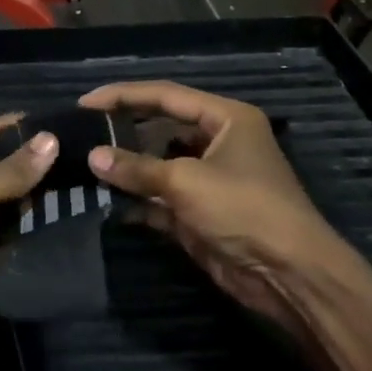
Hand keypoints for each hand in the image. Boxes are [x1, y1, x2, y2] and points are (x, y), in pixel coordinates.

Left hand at [0, 114, 57, 370]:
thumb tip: (51, 140)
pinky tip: (55, 210)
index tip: (46, 120)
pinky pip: (3, 230)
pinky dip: (24, 222)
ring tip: (72, 175)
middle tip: (71, 149)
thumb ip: (8, 171)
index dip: (6, 124)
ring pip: (0, 199)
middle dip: (24, 159)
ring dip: (29, 191)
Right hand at [80, 82, 369, 330]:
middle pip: (161, 129)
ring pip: (158, 165)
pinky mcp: (201, 213)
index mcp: (226, 119)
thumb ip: (137, 168)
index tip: (86, 102)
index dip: (124, 96)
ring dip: (127, 169)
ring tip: (86, 165)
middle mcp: (218, 143)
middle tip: (82, 133)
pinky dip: (138, 200)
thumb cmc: (244, 209)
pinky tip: (107, 201)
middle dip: (123, 133)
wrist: (289, 274)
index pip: (166, 96)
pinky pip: (161, 199)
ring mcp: (209, 179)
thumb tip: (92, 157)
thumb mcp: (186, 182)